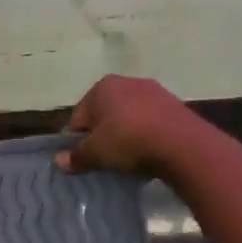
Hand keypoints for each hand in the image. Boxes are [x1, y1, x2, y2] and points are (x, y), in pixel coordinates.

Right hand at [55, 75, 203, 178]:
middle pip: (104, 113)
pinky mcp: (174, 104)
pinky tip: (149, 151)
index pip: (78, 116)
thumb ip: (76, 156)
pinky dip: (146, 134)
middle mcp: (126, 81)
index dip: (78, 139)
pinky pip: (151, 121)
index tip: (83, 158)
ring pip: (129, 116)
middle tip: (106, 159)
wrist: (182, 144)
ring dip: (125, 133)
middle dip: (103, 134)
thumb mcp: (96, 153)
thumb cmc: (128, 141)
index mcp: (101, 87)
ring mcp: (153, 91)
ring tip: (129, 157)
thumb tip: (59, 161)